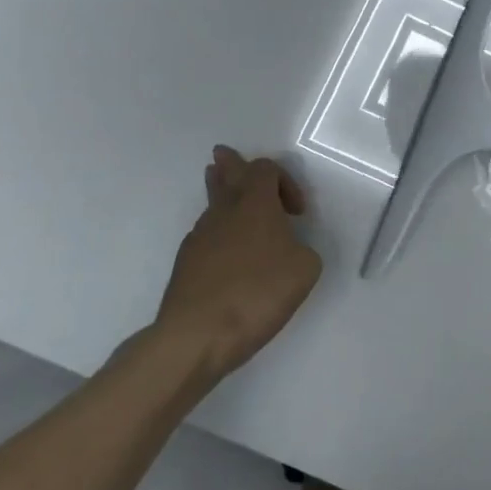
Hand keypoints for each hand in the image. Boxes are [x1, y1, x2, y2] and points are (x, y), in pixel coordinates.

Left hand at [157, 147, 322, 378]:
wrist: (198, 335)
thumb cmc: (259, 293)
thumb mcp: (305, 269)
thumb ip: (302, 249)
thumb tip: (287, 249)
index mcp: (255, 204)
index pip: (265, 169)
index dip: (285, 181)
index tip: (297, 213)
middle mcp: (223, 212)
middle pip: (225, 175)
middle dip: (230, 165)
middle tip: (224, 154)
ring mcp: (199, 237)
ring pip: (211, 205)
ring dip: (221, 196)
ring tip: (222, 189)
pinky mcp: (185, 265)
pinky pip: (205, 236)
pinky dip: (218, 234)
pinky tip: (226, 252)